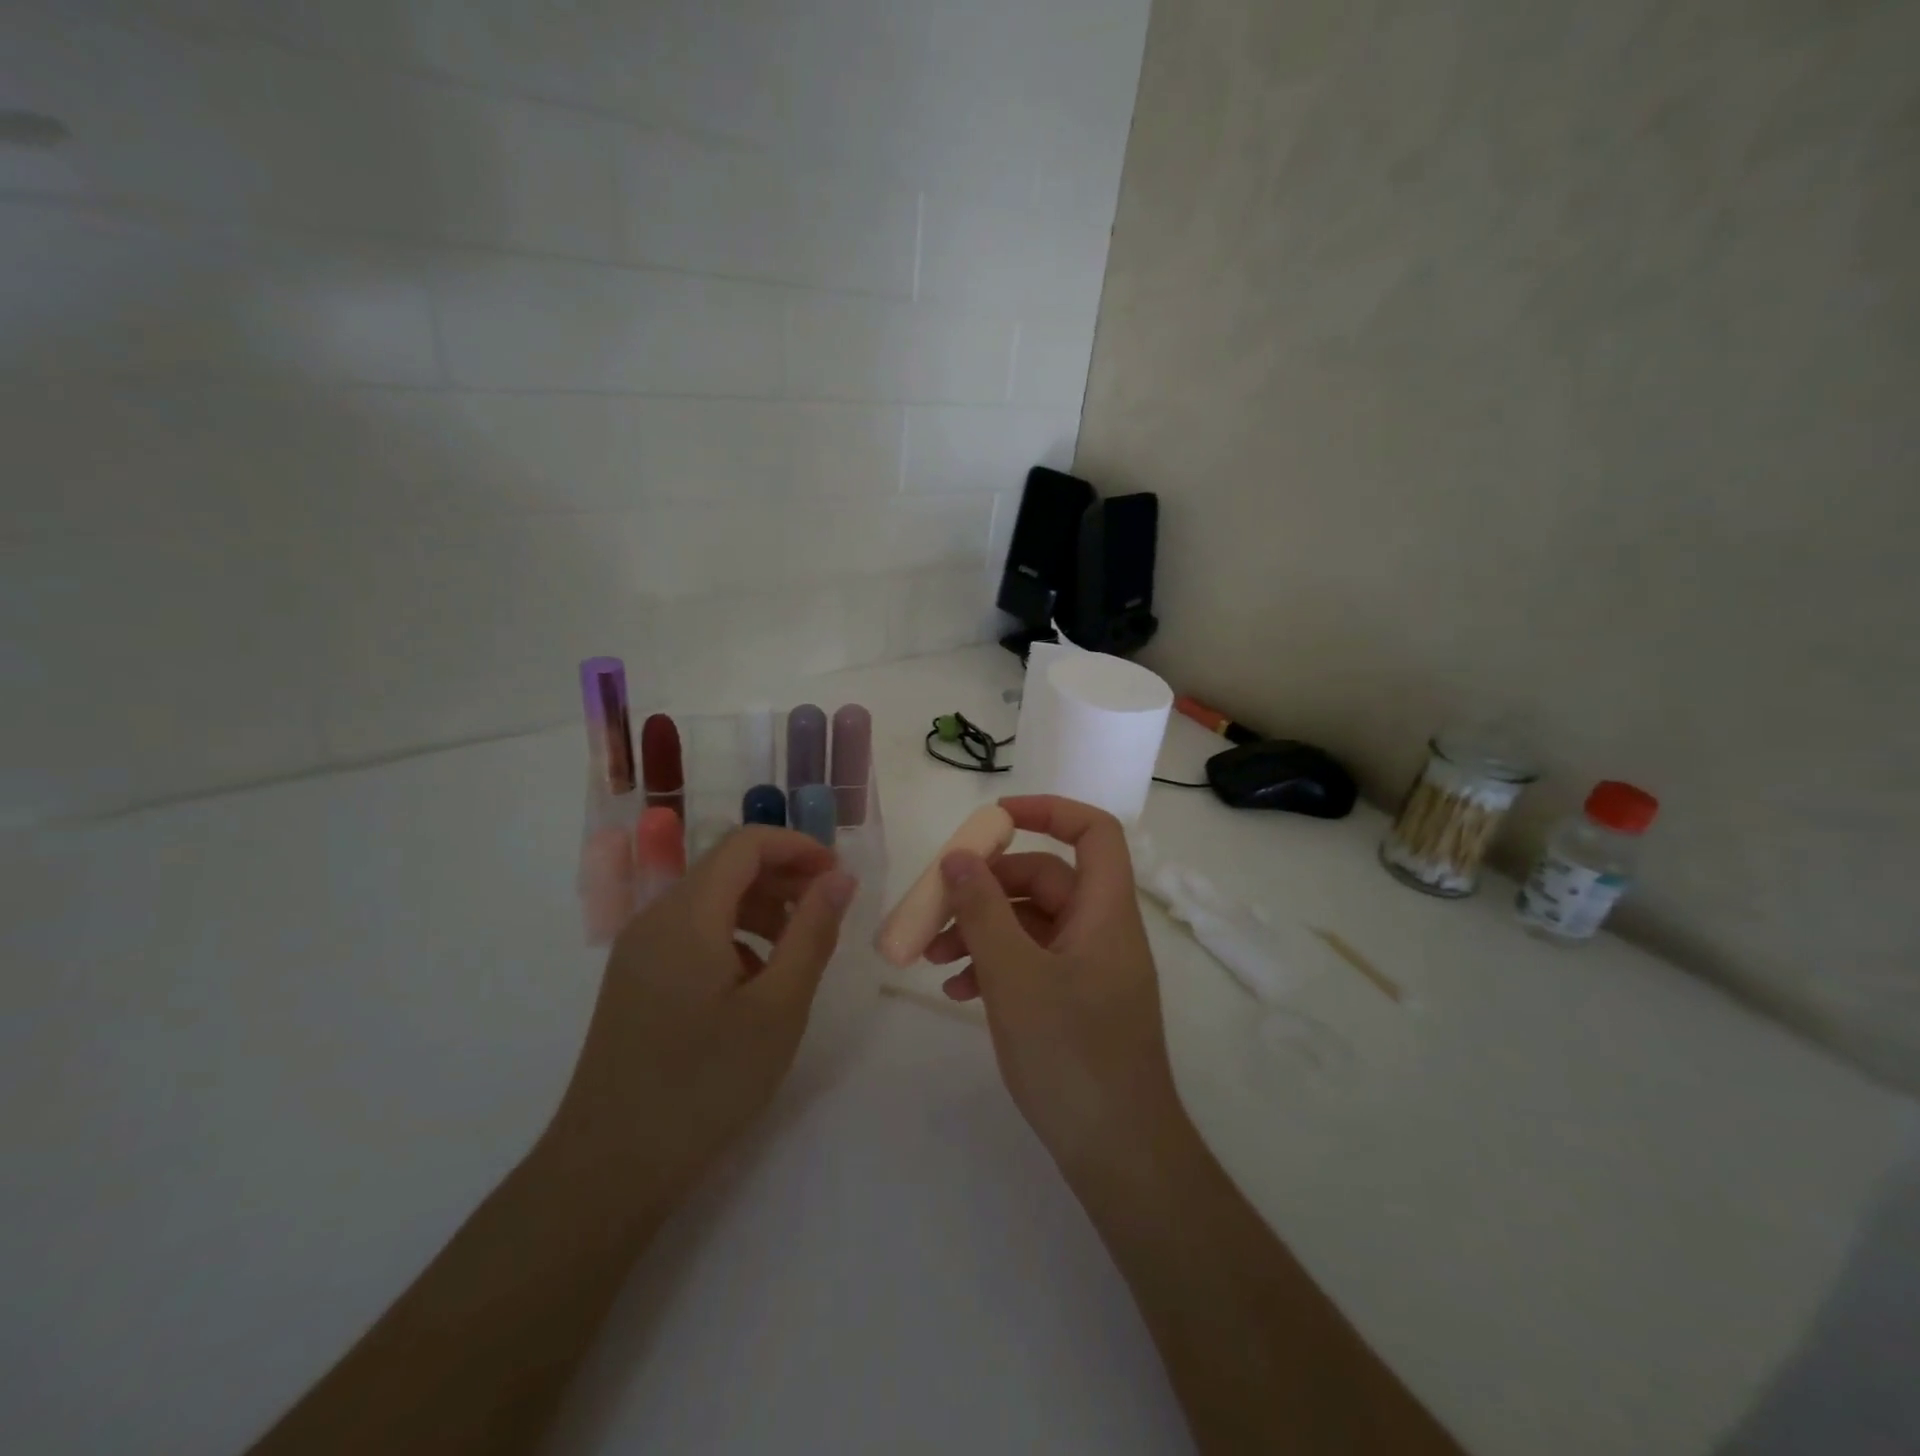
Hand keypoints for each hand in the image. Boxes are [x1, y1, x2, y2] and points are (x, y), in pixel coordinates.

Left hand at [544, 827, 855, 1223]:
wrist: (610, 1168)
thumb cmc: (705, 1084)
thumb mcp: (778, 1007)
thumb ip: (812, 933)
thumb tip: (840, 878)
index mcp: (687, 915)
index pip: (745, 844)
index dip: (797, 847)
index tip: (839, 877)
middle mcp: (655, 918)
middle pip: (726, 867)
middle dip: (783, 876)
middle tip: (828, 911)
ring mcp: (639, 950)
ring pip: (709, 899)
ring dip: (761, 906)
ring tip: (799, 948)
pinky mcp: (635, 979)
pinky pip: (691, 932)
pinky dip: (733, 934)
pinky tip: (756, 979)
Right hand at [925, 795, 1185, 1173]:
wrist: (1118, 1154)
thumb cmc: (1071, 1056)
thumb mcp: (1014, 977)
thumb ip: (982, 911)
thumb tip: (958, 857)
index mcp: (1104, 912)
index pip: (1093, 832)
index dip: (1048, 812)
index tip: (992, 818)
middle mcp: (1101, 931)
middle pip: (1045, 879)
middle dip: (987, 886)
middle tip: (935, 904)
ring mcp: (1089, 969)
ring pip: (1030, 923)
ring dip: (981, 929)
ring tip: (931, 955)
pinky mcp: (1075, 1001)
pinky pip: (1031, 961)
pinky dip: (994, 964)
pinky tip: (955, 990)